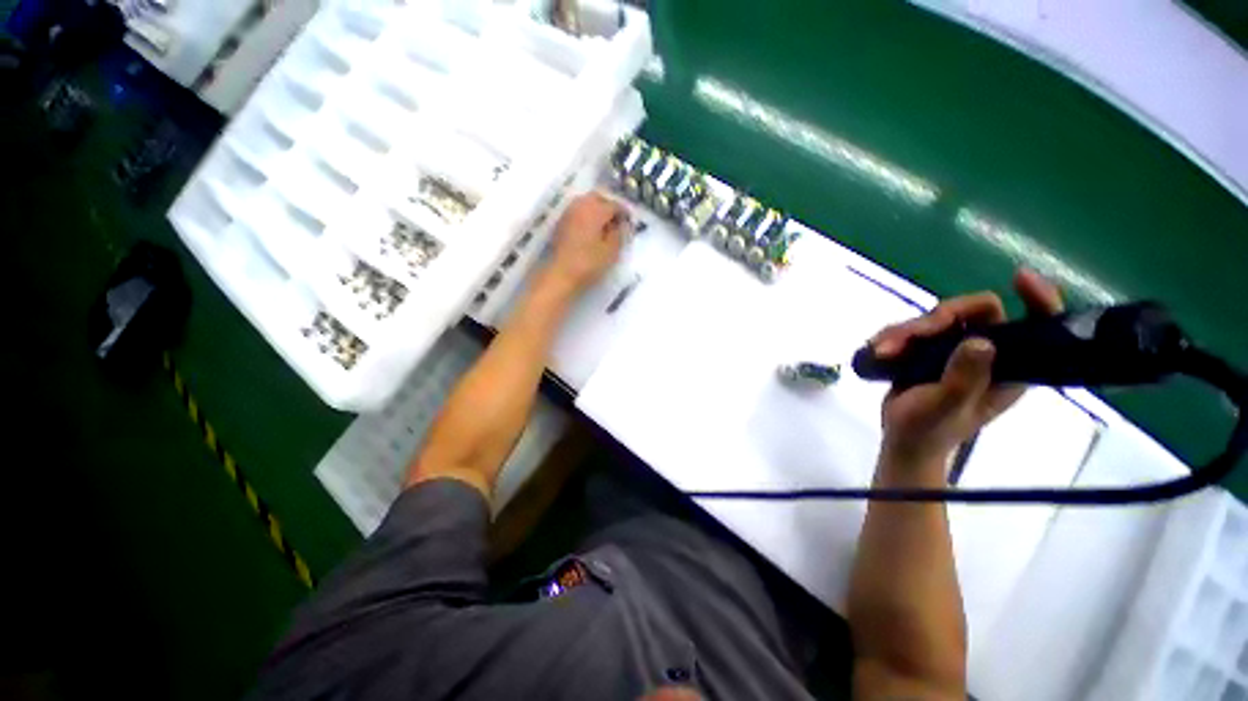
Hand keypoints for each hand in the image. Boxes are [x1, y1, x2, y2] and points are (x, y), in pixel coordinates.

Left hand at [546, 191, 628, 292]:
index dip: (624, 213)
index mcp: (595, 210)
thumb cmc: (588, 264)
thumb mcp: (611, 252)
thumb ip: (619, 234)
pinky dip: (586, 216)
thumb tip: (622, 224)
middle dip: (609, 206)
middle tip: (617, 222)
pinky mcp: (560, 223)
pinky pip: (577, 212)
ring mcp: (568, 213)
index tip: (630, 223)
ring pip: (585, 203)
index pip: (614, 204)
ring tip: (604, 227)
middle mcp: (580, 205)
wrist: (559, 275)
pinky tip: (590, 231)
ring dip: (596, 210)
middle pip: (598, 198)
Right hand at [871, 269, 1063, 466]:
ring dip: (906, 330)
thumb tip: (981, 341)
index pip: (1035, 325)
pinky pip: (914, 329)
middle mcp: (988, 353)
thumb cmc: (929, 429)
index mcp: (1008, 368)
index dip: (1036, 298)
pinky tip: (878, 349)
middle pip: (973, 313)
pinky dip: (893, 336)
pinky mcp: (929, 351)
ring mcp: (956, 350)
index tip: (1018, 278)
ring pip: (936, 319)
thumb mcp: (947, 406)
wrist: (902, 439)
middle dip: (937, 319)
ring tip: (883, 350)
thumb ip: (965, 377)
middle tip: (908, 336)